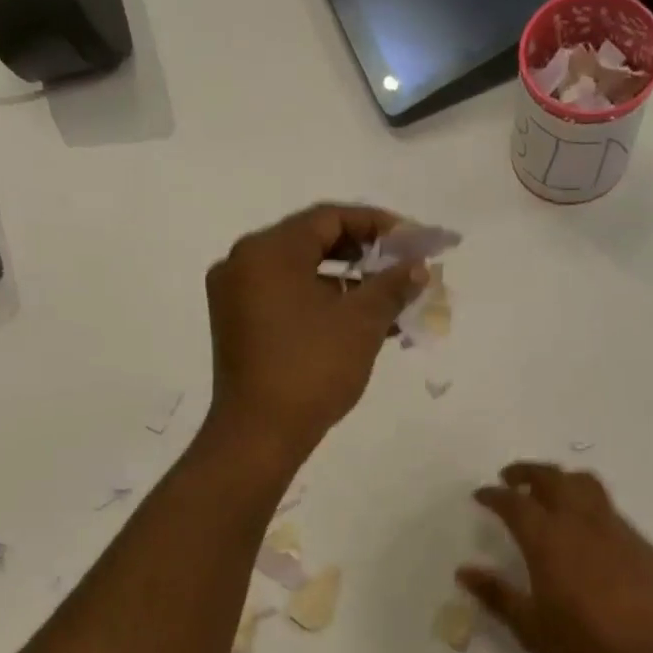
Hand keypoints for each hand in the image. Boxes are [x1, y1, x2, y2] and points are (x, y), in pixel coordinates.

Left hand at [204, 203, 425, 467]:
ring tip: (389, 303)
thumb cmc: (312, 370)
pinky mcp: (237, 326)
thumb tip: (417, 267)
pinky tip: (357, 324)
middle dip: (363, 256)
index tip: (412, 240)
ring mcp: (235, 297)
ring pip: (300, 275)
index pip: (329, 218)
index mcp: (268, 251)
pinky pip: (285, 299)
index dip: (376, 225)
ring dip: (345, 284)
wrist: (260, 435)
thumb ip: (392, 285)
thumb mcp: (361, 323)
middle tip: (402, 269)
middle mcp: (243, 263)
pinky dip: (321, 304)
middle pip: (312, 243)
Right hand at [458, 463, 652, 652]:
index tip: (482, 494)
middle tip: (511, 478)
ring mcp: (616, 528)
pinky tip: (587, 532)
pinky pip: (609, 509)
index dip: (494, 495)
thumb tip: (465, 572)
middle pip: (552, 478)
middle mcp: (580, 522)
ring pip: (586, 484)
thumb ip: (496, 594)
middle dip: (527, 472)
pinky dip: (589, 506)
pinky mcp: (641, 542)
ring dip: (562, 479)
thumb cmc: (585, 645)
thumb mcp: (529, 626)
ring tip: (550, 492)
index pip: (514, 503)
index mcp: (547, 540)